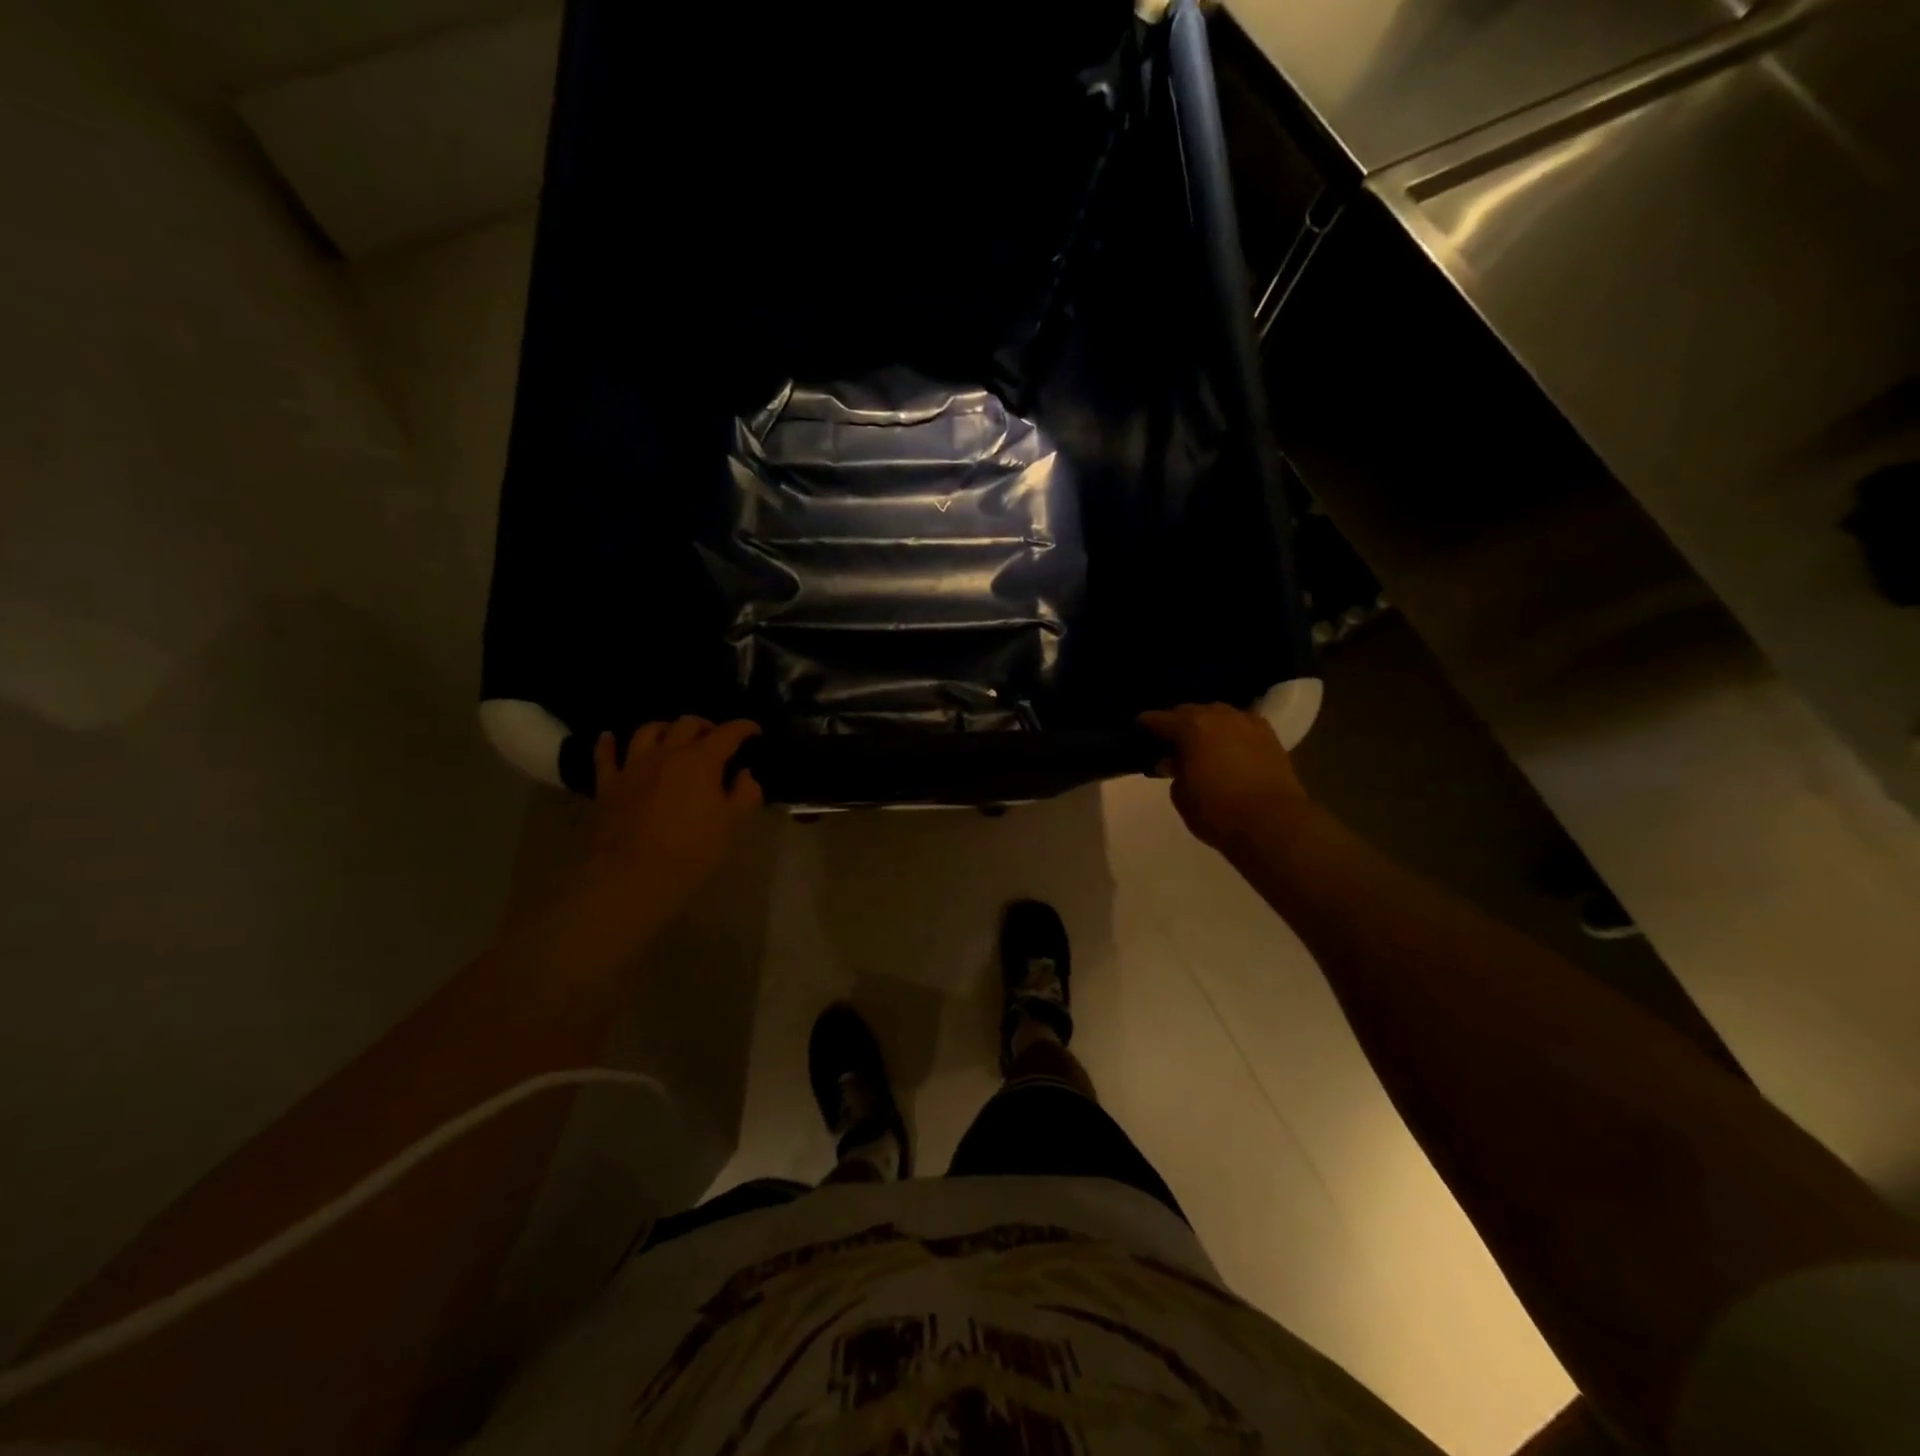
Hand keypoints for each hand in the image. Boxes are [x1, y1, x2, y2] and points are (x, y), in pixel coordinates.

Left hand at [584, 717, 762, 909]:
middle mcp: (667, 753)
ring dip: (664, 728)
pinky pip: (605, 756)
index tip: (754, 730)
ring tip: (672, 735)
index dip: (743, 728)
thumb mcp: (731, 824)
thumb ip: (744, 794)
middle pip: (687, 724)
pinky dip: (607, 744)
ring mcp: (634, 766)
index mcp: (701, 760)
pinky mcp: (609, 784)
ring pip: (648, 731)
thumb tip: (745, 774)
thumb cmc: (692, 849)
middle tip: (715, 738)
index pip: (727, 734)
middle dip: (705, 726)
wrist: (633, 874)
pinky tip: (609, 737)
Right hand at [1139, 703, 1311, 854]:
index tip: (1138, 731)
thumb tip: (1174, 762)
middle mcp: (1220, 716)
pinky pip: (1242, 725)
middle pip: (1191, 711)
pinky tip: (1227, 745)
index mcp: (1192, 727)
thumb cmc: (1218, 812)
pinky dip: (1230, 731)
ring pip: (1219, 715)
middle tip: (1168, 740)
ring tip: (1199, 742)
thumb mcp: (1181, 796)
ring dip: (1206, 725)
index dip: (1146, 724)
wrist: (1273, 825)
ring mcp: (1248, 723)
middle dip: (1178, 723)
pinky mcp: (1270, 737)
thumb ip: (1174, 772)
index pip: (1160, 719)